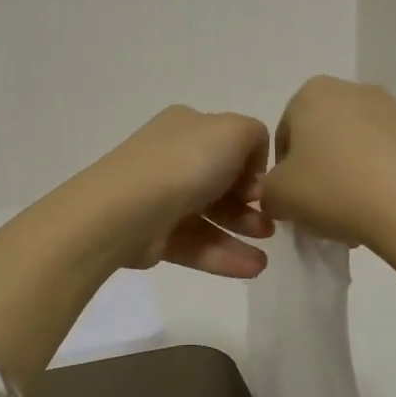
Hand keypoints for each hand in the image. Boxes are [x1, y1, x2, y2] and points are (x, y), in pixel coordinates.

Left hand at [70, 106, 273, 277]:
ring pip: (210, 217)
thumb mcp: (234, 131)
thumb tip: (251, 168)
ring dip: (241, 235)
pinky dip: (224, 256)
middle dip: (249, 205)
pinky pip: (196, 244)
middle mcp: (172, 158)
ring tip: (264, 259)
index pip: (228, 144)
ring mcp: (161, 197)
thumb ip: (255, 136)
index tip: (264, 189)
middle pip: (221, 183)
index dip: (251, 167)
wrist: (125, 209)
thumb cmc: (184, 163)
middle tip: (270, 224)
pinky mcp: (155, 235)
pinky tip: (252, 268)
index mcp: (188, 127)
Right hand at [260, 77, 395, 251]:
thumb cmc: (333, 189)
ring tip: (356, 217)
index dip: (284, 173)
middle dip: (321, 173)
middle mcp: (354, 90)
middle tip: (322, 211)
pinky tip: (385, 211)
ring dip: (352, 178)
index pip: (285, 136)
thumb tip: (283, 194)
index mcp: (312, 93)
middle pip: (325, 139)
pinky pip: (393, 160)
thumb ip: (267, 191)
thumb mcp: (277, 197)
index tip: (294, 202)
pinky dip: (384, 181)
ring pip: (359, 149)